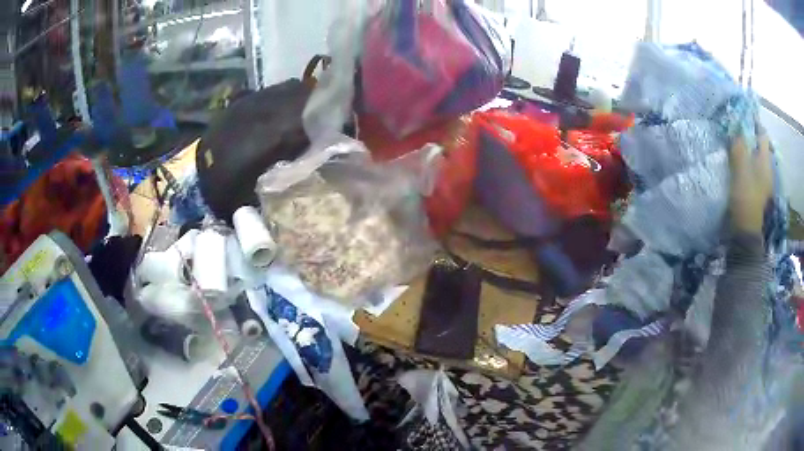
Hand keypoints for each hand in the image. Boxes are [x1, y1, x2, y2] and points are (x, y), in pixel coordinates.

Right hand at [728, 126, 773, 233]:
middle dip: (750, 137)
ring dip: (748, 150)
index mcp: (765, 161)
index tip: (742, 118)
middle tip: (737, 132)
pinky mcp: (758, 191)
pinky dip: (748, 163)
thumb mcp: (740, 168)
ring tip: (737, 147)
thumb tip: (735, 125)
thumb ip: (738, 145)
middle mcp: (767, 168)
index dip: (754, 124)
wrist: (746, 229)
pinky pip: (754, 169)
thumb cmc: (745, 196)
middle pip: (760, 146)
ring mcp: (763, 181)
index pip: (763, 134)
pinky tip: (740, 166)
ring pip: (757, 158)